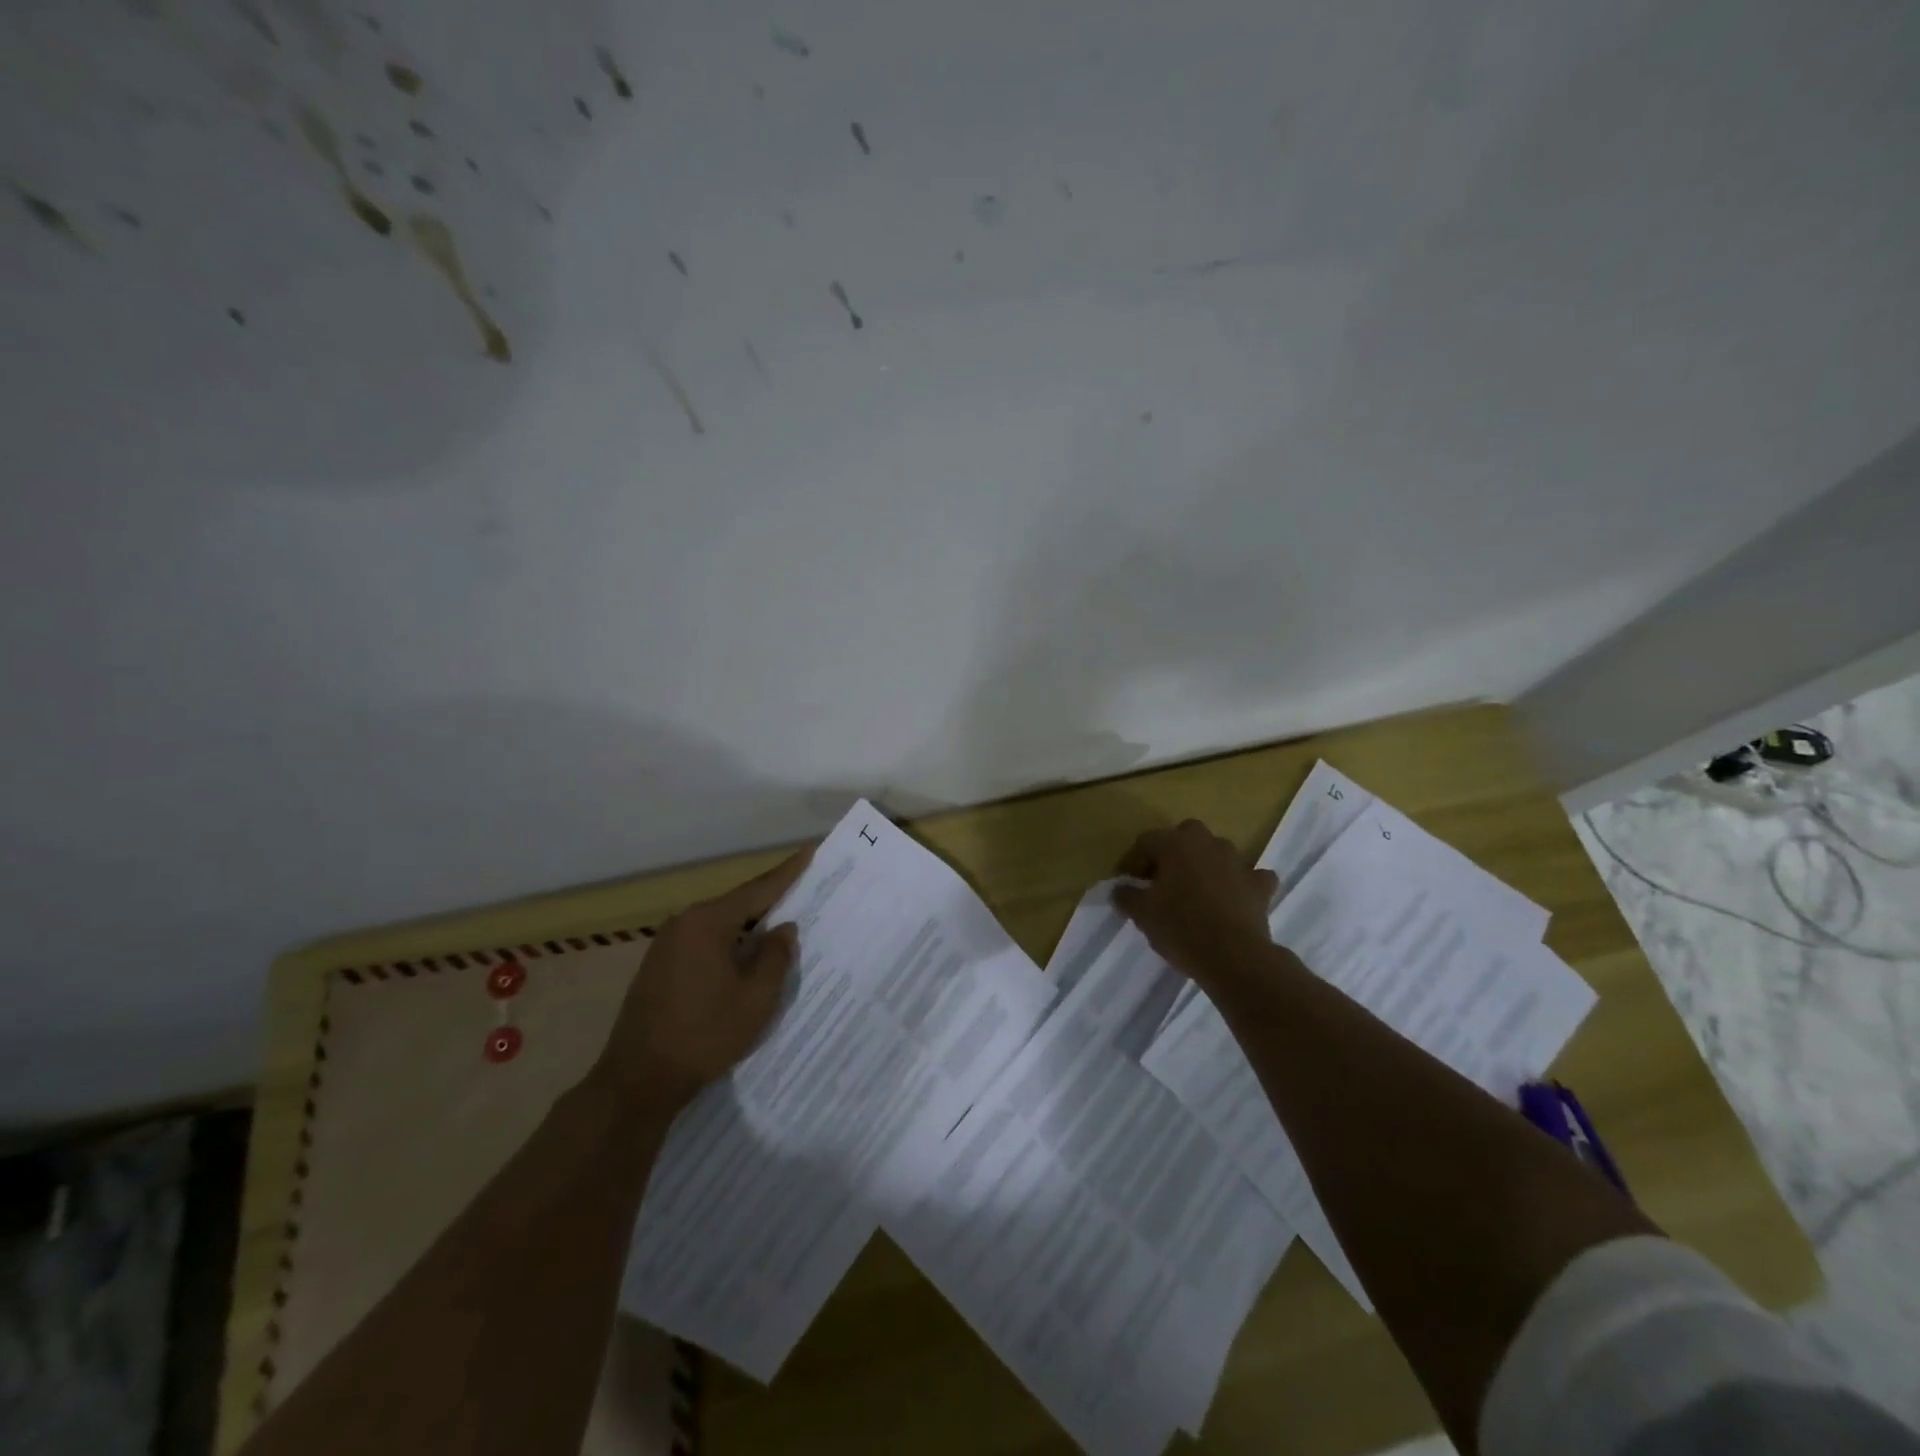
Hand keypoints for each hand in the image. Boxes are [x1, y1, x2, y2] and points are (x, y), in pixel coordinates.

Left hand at [600, 845, 813, 1109]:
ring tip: (781, 923)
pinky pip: (704, 941)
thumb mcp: (755, 998)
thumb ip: (775, 956)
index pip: (758, 889)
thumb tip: (784, 928)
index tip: (810, 850)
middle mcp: (684, 922)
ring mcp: (667, 944)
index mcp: (708, 922)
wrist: (638, 1080)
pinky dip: (729, 942)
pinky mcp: (659, 965)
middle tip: (804, 890)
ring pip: (720, 924)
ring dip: (749, 926)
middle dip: (770, 900)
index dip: (788, 872)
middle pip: (738, 904)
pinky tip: (746, 955)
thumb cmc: (705, 1035)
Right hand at [1113, 820, 1277, 985]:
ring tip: (1194, 890)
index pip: (1146, 841)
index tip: (1127, 883)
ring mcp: (1239, 862)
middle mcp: (1208, 843)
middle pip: (1185, 836)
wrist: (1234, 957)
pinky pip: (1250, 876)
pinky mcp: (1260, 885)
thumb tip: (1121, 890)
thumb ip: (1127, 896)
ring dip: (1205, 865)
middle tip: (1161, 880)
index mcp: (1176, 844)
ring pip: (1217, 852)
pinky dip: (1241, 883)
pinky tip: (1233, 897)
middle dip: (1172, 853)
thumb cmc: (1181, 928)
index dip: (1133, 861)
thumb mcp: (1142, 914)